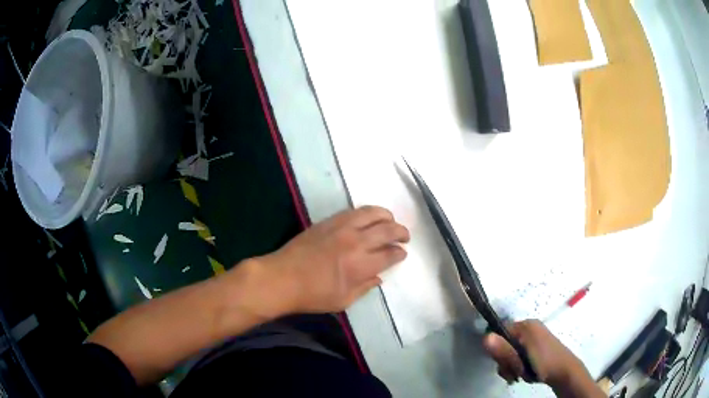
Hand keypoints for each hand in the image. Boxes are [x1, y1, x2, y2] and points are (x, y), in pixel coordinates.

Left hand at [253, 206, 409, 314]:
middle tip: (404, 236)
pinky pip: (353, 211)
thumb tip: (378, 277)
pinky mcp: (328, 221)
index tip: (402, 253)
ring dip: (386, 216)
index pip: (390, 254)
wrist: (282, 278)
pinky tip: (368, 218)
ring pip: (372, 213)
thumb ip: (365, 288)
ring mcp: (341, 227)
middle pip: (387, 229)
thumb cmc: (312, 295)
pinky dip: (367, 212)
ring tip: (390, 221)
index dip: (399, 253)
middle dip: (401, 232)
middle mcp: (355, 242)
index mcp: (361, 265)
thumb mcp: (343, 301)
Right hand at [483, 320, 586, 386]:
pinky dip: (518, 364)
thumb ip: (503, 350)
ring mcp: (534, 337)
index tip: (502, 362)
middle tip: (513, 371)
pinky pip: (519, 353)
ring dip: (511, 365)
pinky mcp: (536, 346)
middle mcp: (529, 327)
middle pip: (504, 342)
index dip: (497, 348)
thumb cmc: (543, 363)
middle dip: (506, 360)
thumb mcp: (521, 360)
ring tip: (520, 374)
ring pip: (511, 350)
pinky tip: (524, 372)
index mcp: (526, 325)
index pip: (499, 331)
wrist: (564, 371)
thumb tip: (484, 338)